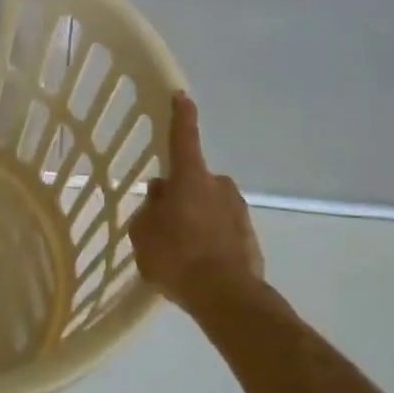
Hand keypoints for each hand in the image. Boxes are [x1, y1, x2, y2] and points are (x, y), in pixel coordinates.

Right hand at [129, 91, 262, 303]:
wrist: (226, 296)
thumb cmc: (176, 256)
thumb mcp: (143, 232)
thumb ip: (150, 208)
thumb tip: (161, 194)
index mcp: (190, 178)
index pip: (184, 138)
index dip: (181, 116)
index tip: (182, 96)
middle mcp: (218, 186)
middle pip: (194, 181)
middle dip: (181, 194)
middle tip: (164, 221)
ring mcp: (238, 211)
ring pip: (209, 207)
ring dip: (196, 219)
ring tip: (180, 251)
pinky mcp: (250, 238)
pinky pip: (222, 231)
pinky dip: (211, 240)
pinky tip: (198, 264)